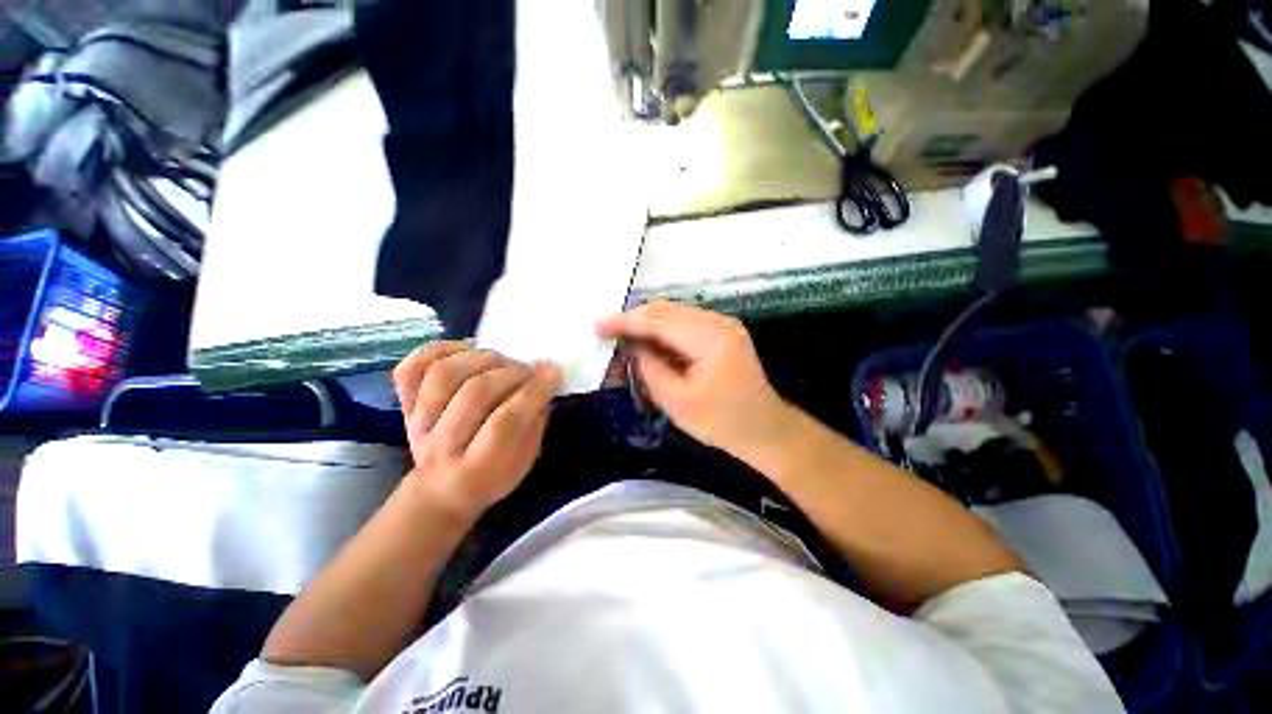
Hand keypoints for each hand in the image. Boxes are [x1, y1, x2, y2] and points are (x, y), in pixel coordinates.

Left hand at [392, 342, 560, 517]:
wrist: (442, 489)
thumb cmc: (494, 474)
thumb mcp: (526, 458)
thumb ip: (534, 421)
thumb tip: (543, 380)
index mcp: (478, 469)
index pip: (505, 422)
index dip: (533, 391)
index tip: (553, 372)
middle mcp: (442, 447)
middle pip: (474, 394)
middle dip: (512, 373)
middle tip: (530, 370)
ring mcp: (416, 425)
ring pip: (443, 374)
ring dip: (481, 358)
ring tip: (501, 361)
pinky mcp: (404, 406)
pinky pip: (412, 368)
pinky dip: (440, 351)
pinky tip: (466, 352)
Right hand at [597, 301, 790, 450]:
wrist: (764, 429)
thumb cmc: (722, 422)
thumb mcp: (677, 402)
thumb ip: (650, 369)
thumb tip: (631, 346)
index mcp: (711, 339)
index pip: (659, 321)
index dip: (625, 322)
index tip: (598, 327)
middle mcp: (718, 322)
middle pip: (666, 311)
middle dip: (633, 322)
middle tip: (607, 337)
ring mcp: (722, 325)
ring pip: (673, 315)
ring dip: (646, 327)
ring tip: (623, 344)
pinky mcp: (720, 333)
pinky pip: (683, 325)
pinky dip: (662, 334)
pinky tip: (647, 346)